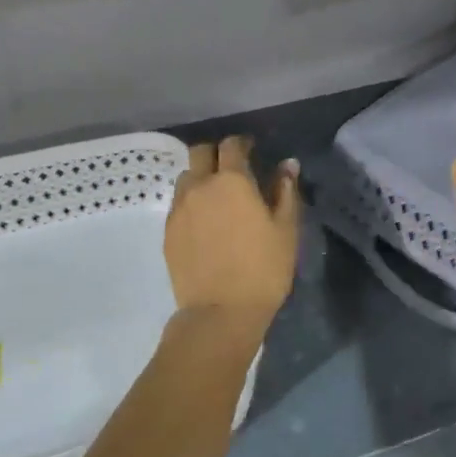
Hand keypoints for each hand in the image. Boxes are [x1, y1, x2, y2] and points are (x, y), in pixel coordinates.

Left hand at [165, 137, 299, 327]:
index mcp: (231, 181)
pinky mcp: (167, 232)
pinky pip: (178, 204)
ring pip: (185, 178)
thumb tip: (287, 164)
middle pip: (200, 153)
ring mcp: (179, 209)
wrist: (220, 312)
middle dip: (215, 154)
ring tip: (216, 197)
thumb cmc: (263, 269)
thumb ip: (285, 192)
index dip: (242, 143)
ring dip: (200, 178)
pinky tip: (204, 223)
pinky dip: (191, 203)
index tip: (252, 150)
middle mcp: (199, 187)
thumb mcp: (286, 230)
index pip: (232, 145)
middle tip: (232, 169)